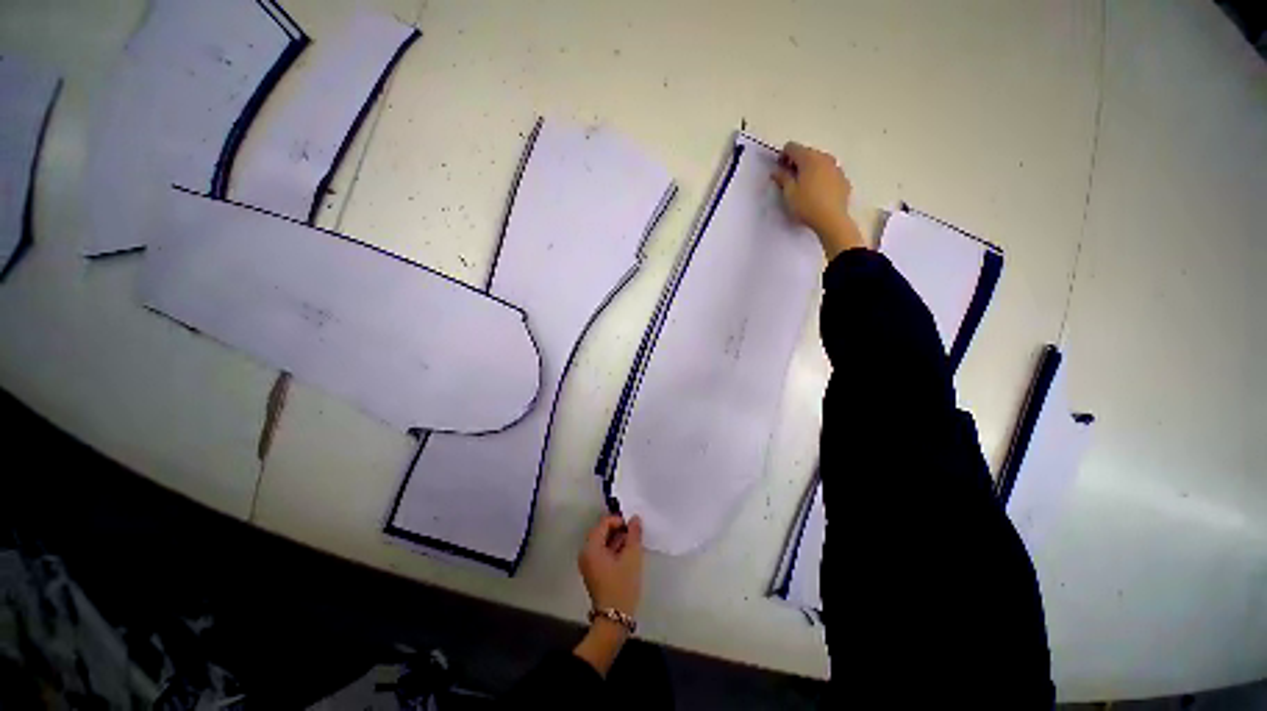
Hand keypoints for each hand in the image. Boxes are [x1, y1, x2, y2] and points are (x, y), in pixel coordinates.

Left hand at [573, 514, 643, 676]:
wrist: (614, 620)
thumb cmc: (622, 586)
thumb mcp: (632, 557)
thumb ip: (634, 534)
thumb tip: (635, 518)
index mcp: (591, 547)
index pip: (604, 523)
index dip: (620, 521)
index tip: (634, 527)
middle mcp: (586, 552)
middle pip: (602, 531)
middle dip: (619, 530)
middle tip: (635, 536)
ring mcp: (588, 563)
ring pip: (604, 542)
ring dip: (618, 540)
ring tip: (634, 546)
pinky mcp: (593, 571)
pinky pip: (603, 552)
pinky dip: (614, 550)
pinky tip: (627, 556)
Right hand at [771, 141, 866, 258]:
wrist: (832, 219)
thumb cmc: (806, 205)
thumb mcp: (789, 192)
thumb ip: (782, 178)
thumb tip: (776, 170)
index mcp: (809, 158)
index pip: (792, 147)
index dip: (782, 156)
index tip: (780, 171)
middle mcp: (824, 157)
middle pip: (806, 153)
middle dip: (796, 163)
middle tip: (789, 180)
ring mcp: (836, 167)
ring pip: (819, 162)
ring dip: (809, 169)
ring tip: (803, 187)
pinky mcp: (843, 178)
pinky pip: (828, 172)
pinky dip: (820, 177)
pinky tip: (817, 193)